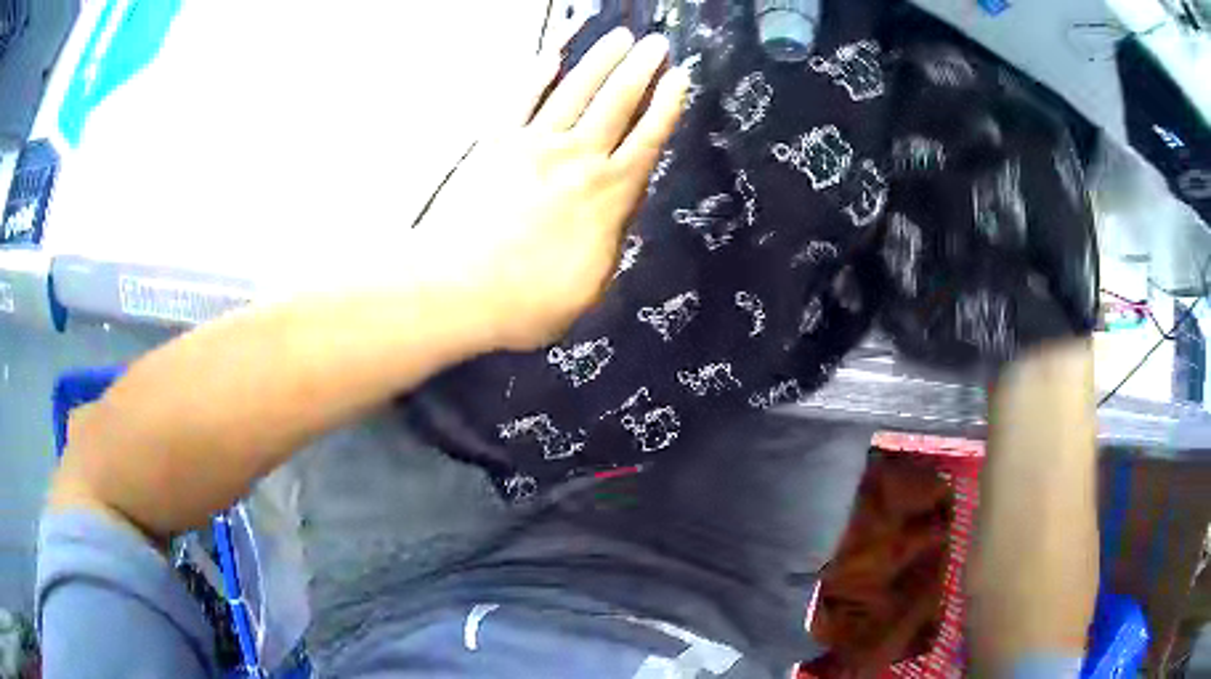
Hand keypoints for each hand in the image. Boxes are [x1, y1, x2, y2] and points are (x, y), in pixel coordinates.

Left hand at [411, 28, 689, 350]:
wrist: (455, 290)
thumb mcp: (591, 288)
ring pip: (575, 91)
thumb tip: (616, 217)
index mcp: (608, 196)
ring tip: (620, 36)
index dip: (666, 106)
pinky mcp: (493, 143)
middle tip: (656, 43)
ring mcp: (532, 144)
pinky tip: (552, 53)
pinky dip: (537, 73)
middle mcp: (576, 158)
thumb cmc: (526, 302)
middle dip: (641, 69)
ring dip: (600, 60)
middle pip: (616, 103)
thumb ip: (609, 243)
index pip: (647, 139)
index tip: (680, 77)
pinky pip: (521, 98)